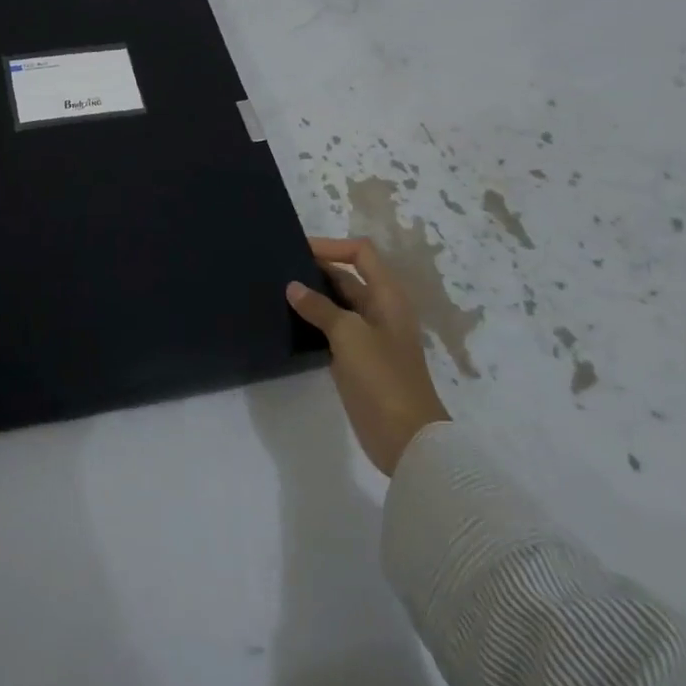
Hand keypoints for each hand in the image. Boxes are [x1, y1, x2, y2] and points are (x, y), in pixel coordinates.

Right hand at [287, 237, 450, 475]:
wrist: (407, 439)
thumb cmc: (383, 378)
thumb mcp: (349, 335)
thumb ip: (320, 307)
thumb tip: (293, 286)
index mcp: (387, 296)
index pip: (361, 253)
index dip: (332, 246)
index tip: (299, 250)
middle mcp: (380, 310)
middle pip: (348, 276)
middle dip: (317, 269)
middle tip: (279, 268)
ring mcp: (369, 336)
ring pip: (338, 304)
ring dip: (313, 296)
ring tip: (278, 292)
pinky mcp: (357, 359)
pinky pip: (333, 330)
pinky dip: (314, 322)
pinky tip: (289, 322)